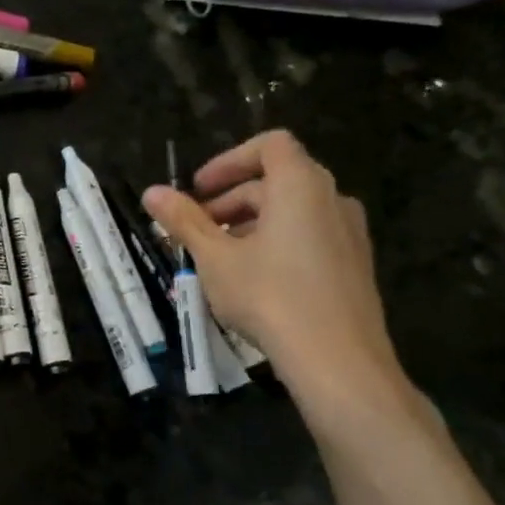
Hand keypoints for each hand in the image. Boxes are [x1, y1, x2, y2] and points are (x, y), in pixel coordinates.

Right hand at [142, 131, 401, 399]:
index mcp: (300, 186)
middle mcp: (332, 199)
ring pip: (292, 211)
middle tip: (195, 230)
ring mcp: (348, 233)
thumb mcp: (215, 258)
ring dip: (249, 223)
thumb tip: (151, 192)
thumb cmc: (269, 296)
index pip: (269, 145)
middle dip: (229, 199)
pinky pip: (309, 236)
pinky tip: (252, 279)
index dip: (228, 160)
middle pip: (276, 180)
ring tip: (218, 257)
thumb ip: (184, 221)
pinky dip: (275, 242)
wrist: (337, 359)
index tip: (197, 189)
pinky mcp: (353, 265)